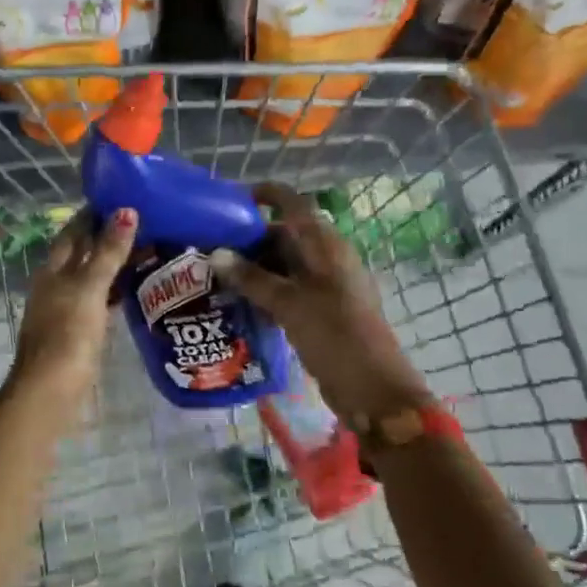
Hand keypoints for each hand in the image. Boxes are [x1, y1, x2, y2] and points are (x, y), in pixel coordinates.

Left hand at [6, 207, 137, 402]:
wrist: (49, 391)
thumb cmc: (68, 334)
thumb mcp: (90, 288)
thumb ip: (108, 252)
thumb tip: (126, 211)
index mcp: (53, 270)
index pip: (73, 231)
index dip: (93, 214)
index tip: (121, 198)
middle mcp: (55, 284)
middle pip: (81, 253)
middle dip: (105, 237)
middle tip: (141, 222)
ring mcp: (64, 309)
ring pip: (90, 277)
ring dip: (111, 263)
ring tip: (143, 250)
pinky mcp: (75, 332)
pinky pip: (96, 300)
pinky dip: (112, 290)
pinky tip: (131, 291)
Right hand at [211, 183, 429, 426]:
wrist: (373, 391)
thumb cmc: (334, 335)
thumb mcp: (288, 303)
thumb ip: (251, 278)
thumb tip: (216, 254)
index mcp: (326, 244)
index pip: (294, 204)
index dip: (266, 195)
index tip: (232, 200)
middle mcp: (327, 258)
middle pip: (286, 235)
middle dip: (250, 239)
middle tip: (212, 248)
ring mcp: (327, 286)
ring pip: (285, 265)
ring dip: (255, 268)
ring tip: (218, 277)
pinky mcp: (323, 311)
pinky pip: (289, 290)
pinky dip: (266, 291)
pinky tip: (240, 304)